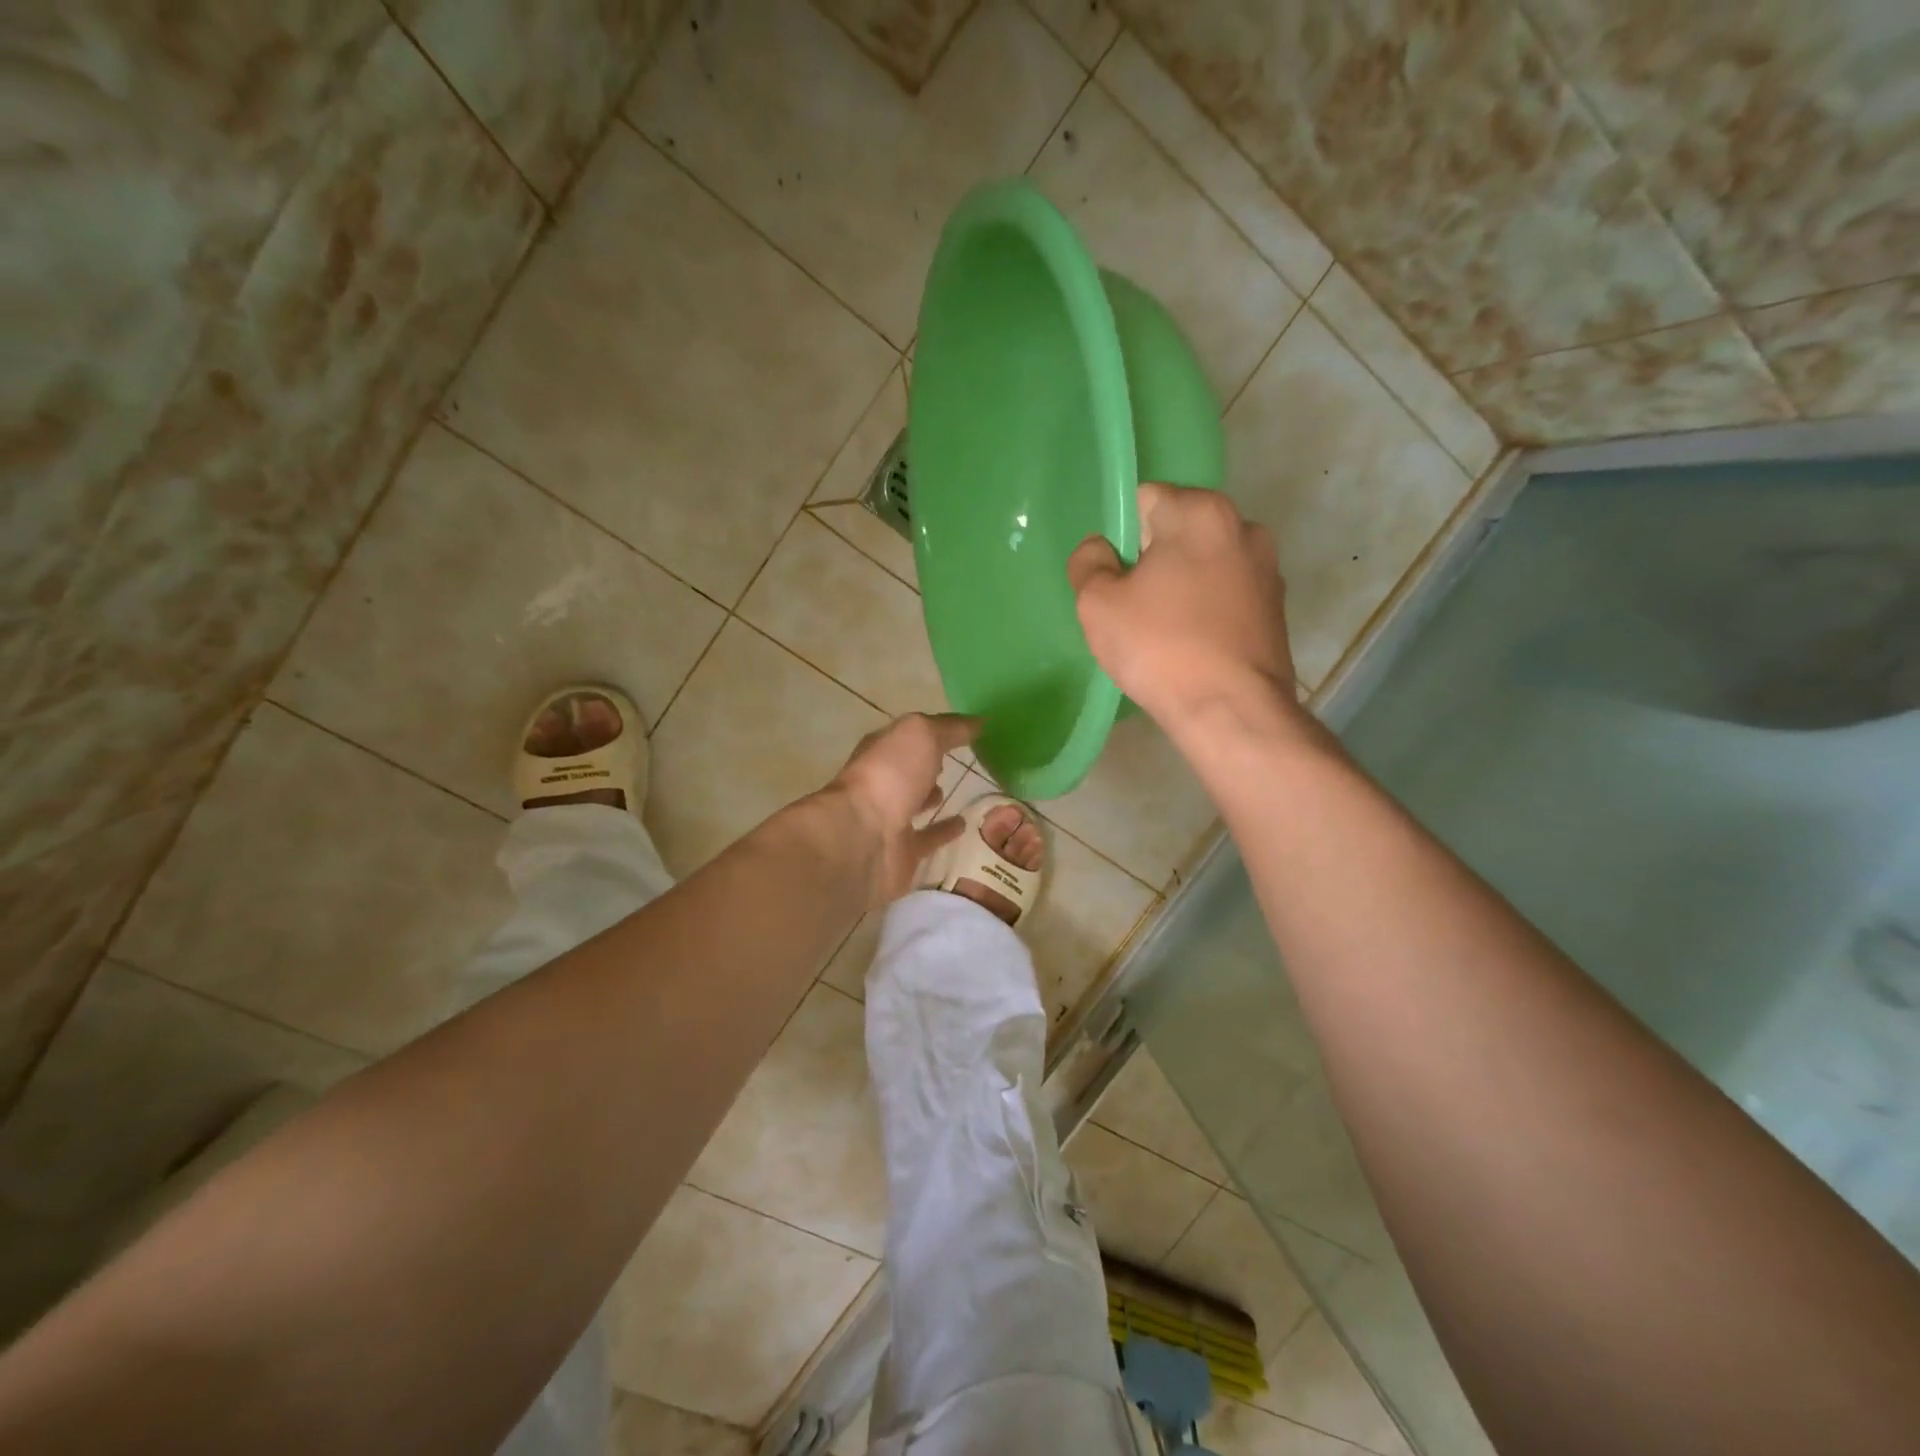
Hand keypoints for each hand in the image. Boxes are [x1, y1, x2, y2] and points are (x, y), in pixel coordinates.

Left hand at [827, 712, 978, 906]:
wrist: (862, 839)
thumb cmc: (889, 776)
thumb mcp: (921, 736)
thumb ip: (950, 728)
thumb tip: (979, 722)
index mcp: (881, 751)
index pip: (909, 736)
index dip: (933, 731)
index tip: (964, 730)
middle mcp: (881, 782)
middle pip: (907, 770)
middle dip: (927, 764)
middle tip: (957, 760)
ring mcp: (889, 820)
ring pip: (914, 804)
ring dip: (931, 797)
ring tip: (963, 790)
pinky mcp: (901, 853)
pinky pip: (927, 839)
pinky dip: (943, 832)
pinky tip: (964, 825)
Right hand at [1067, 484, 1297, 733]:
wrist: (1232, 711)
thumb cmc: (1160, 649)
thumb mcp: (1097, 604)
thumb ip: (1088, 563)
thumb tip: (1099, 549)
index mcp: (1201, 512)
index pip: (1145, 499)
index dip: (1121, 537)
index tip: (1115, 578)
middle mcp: (1244, 527)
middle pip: (1179, 530)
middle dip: (1153, 559)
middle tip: (1134, 608)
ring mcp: (1267, 569)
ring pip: (1205, 564)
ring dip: (1182, 585)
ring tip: (1165, 632)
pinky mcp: (1277, 608)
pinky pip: (1226, 594)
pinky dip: (1207, 609)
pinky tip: (1193, 646)